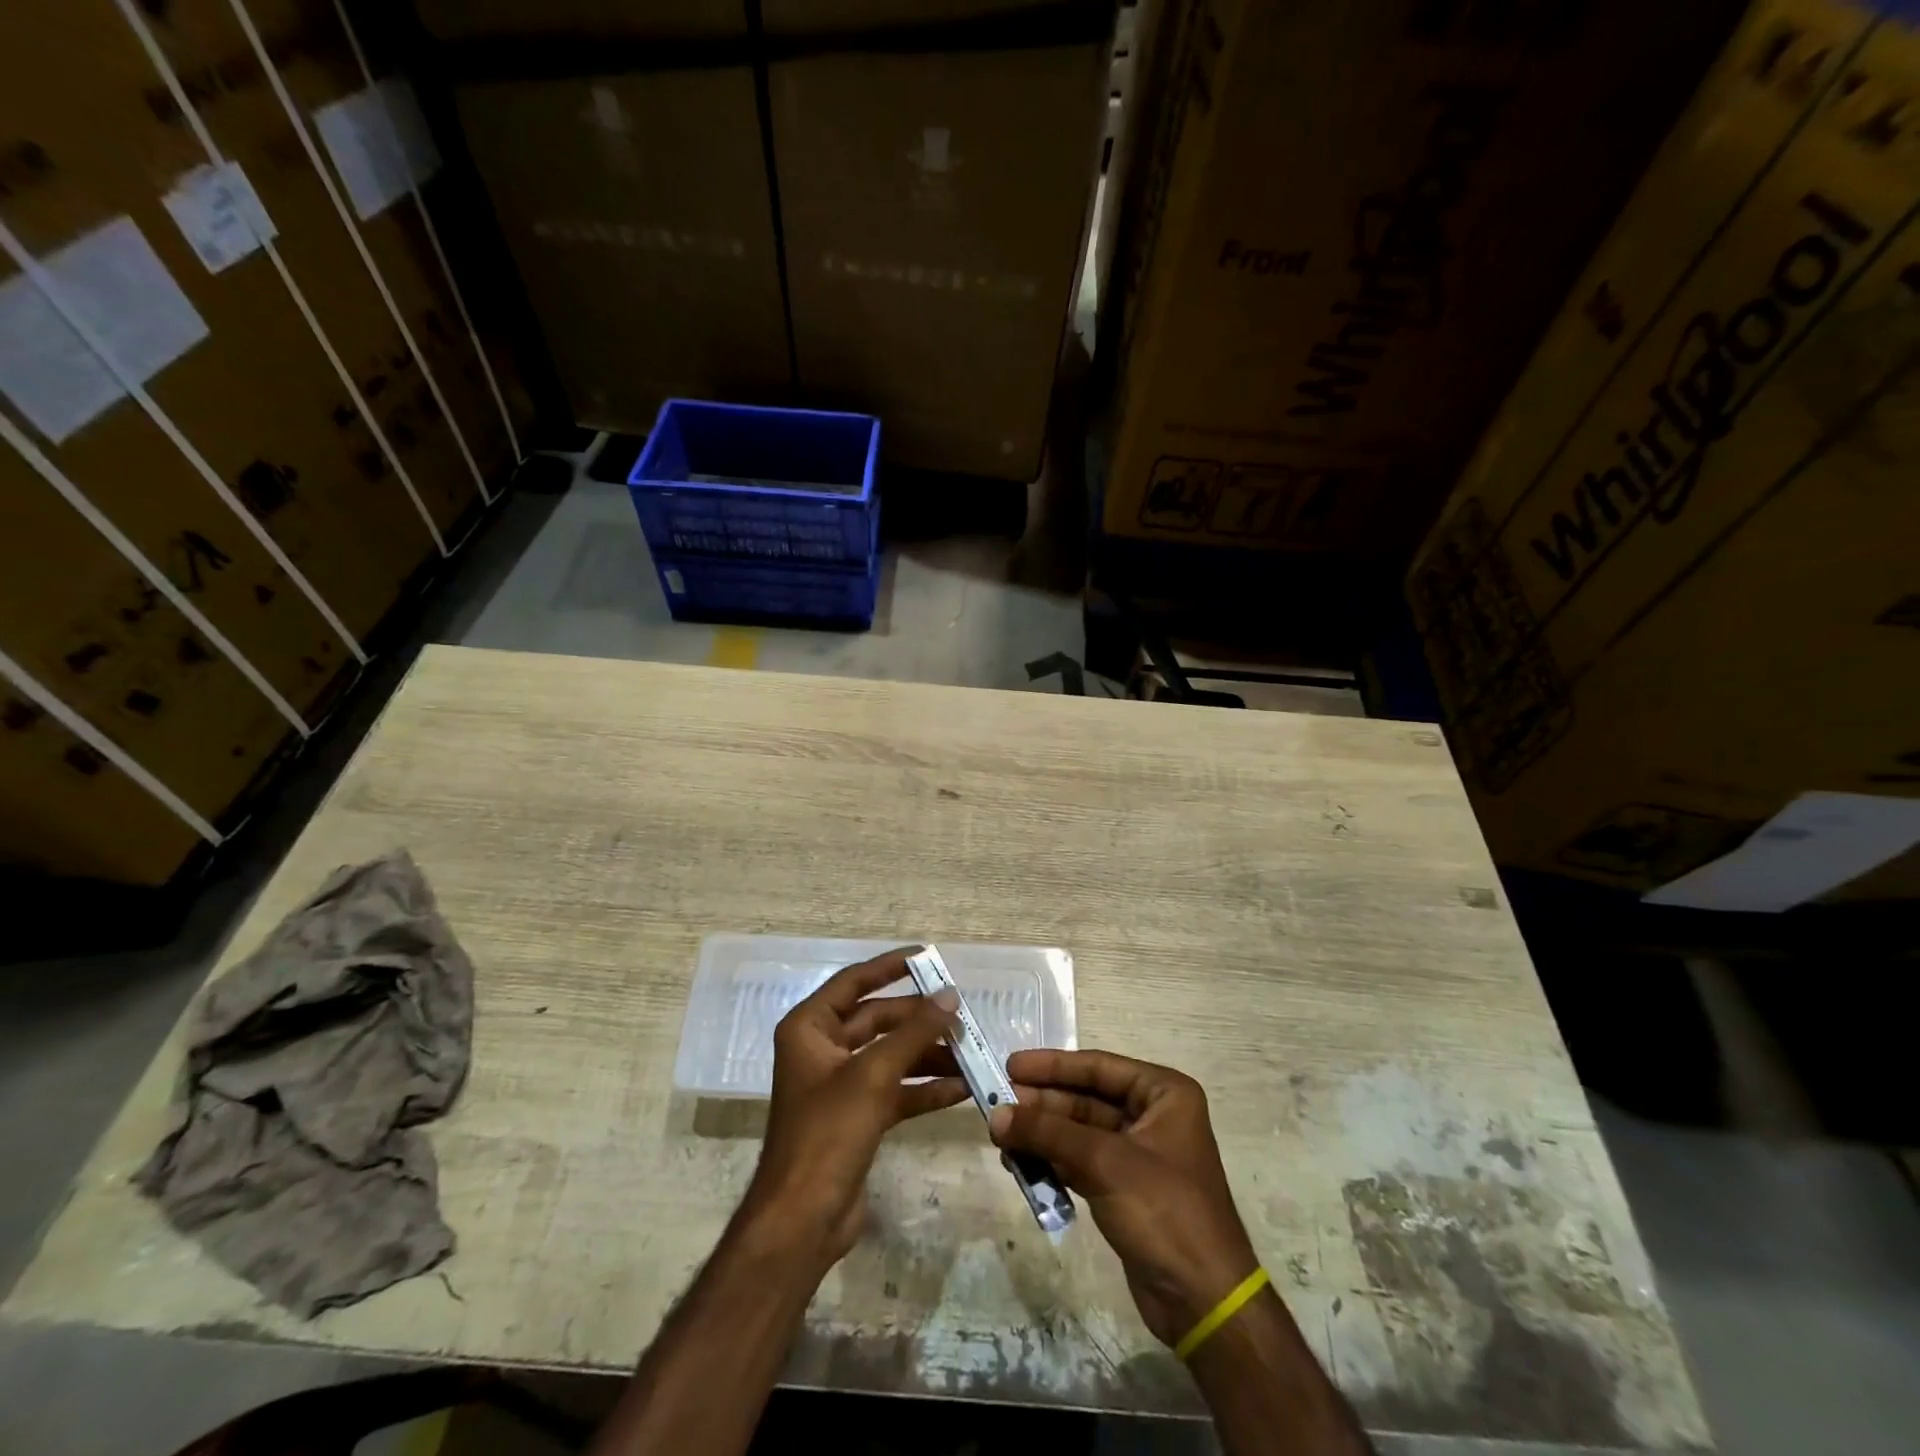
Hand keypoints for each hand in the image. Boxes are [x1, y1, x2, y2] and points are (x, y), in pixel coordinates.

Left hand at [742, 948, 966, 1268]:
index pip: (854, 982)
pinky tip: (962, 1090)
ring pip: (891, 1056)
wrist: (803, 1220)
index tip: (927, 957)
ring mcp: (841, 1085)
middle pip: (878, 1020)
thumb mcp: (873, 1074)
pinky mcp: (858, 1117)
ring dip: (928, 1056)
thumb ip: (914, 1032)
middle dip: (919, 1020)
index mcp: (810, 1028)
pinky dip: (925, 1089)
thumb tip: (950, 996)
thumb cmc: (828, 1132)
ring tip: (970, 1054)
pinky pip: (896, 1090)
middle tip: (961, 1016)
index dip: (889, 967)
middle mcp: (823, 1050)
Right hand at [991, 1050, 1257, 1346]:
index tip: (1011, 1065)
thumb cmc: (1164, 1211)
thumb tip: (995, 1115)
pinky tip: (1020, 1161)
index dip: (1053, 1066)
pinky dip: (1053, 1160)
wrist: (1203, 1302)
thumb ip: (1048, 1133)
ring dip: (1043, 1132)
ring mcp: (1138, 1153)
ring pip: (1080, 1130)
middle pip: (1086, 1098)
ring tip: (1000, 1134)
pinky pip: (1081, 1160)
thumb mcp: (1104, 1163)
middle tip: (996, 1102)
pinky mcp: (1124, 1187)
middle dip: (1043, 1103)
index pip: (1099, 1067)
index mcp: (1164, 1093)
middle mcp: (1153, 1115)